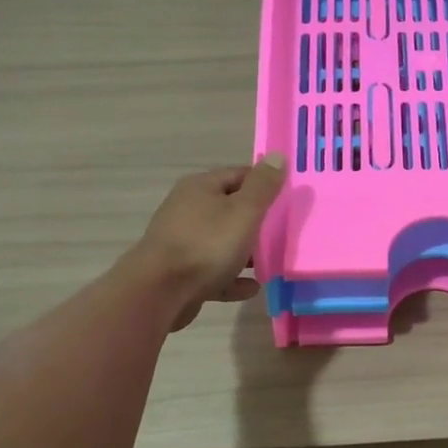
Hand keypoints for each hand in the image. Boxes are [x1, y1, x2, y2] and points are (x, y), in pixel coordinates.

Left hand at [127, 155, 286, 330]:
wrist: (160, 292)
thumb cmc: (207, 244)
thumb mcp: (243, 211)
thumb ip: (263, 186)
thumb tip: (277, 155)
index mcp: (200, 187)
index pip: (239, 175)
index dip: (264, 183)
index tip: (288, 198)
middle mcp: (187, 210)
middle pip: (229, 209)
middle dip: (256, 220)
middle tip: (283, 231)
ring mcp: (182, 242)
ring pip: (221, 242)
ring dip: (245, 252)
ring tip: (271, 262)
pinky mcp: (180, 273)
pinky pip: (214, 272)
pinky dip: (233, 277)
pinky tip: (252, 287)